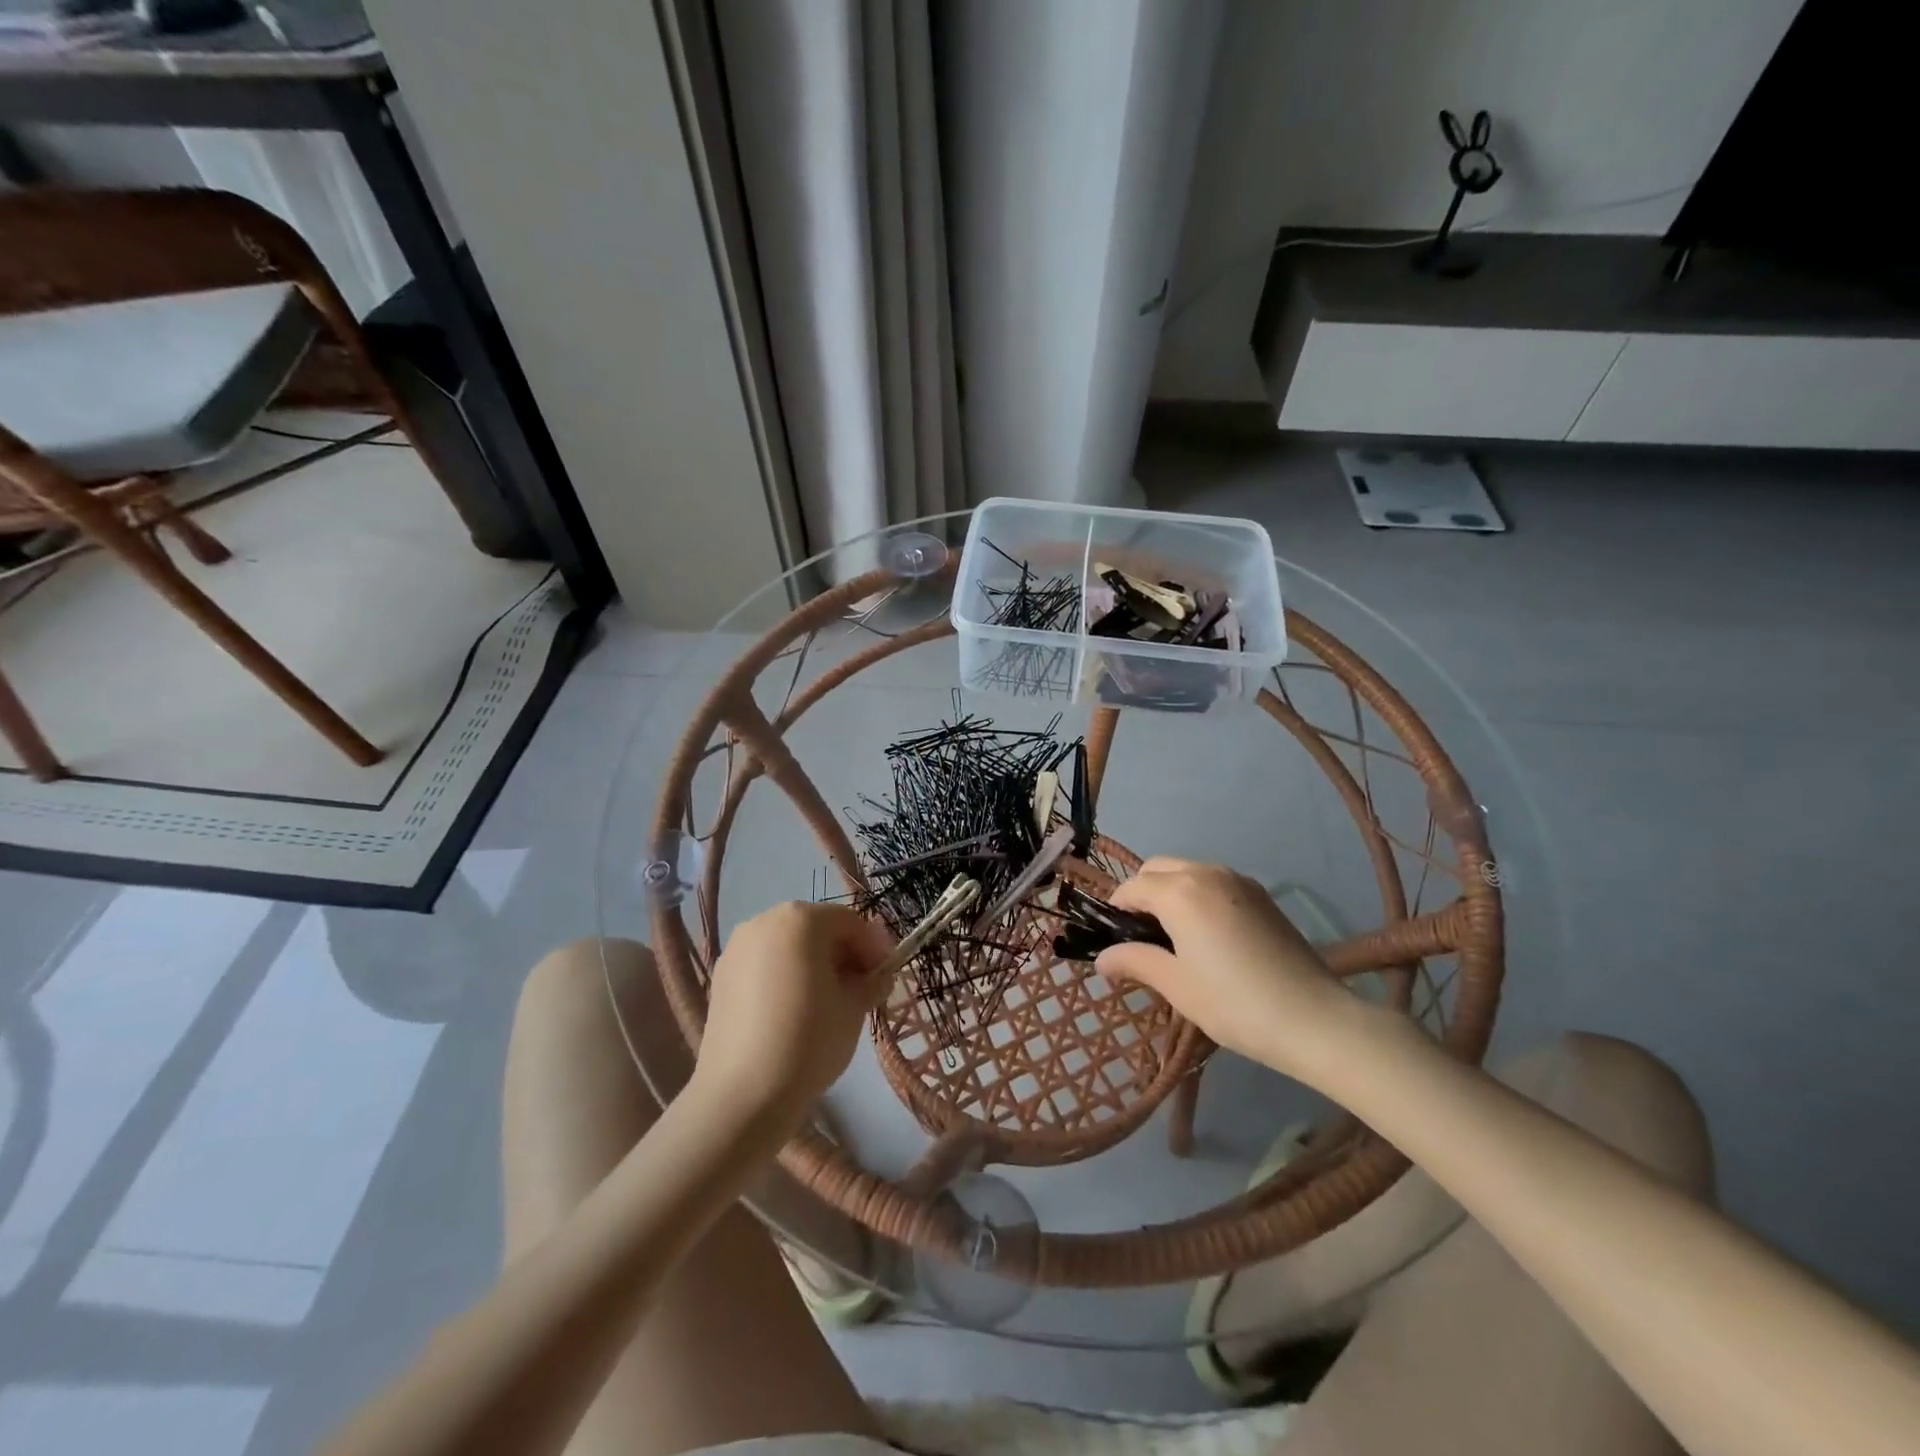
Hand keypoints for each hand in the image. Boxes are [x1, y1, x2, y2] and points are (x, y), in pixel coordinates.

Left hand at [694, 902, 891, 1127]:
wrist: (743, 1094)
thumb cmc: (809, 1040)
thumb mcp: (855, 1007)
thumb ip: (872, 979)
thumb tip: (875, 974)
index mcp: (801, 919)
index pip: (850, 922)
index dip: (873, 948)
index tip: (885, 978)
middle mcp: (764, 920)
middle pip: (816, 929)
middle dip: (843, 954)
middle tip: (861, 990)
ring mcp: (737, 948)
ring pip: (789, 946)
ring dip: (814, 965)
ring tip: (827, 1003)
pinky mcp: (720, 976)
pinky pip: (764, 965)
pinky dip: (785, 977)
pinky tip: (793, 1012)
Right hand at [1095, 858, 1370, 1082]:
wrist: (1314, 1018)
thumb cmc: (1234, 1003)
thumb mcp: (1176, 985)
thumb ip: (1135, 962)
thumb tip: (1101, 960)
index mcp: (1179, 892)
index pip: (1131, 888)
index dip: (1115, 911)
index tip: (1113, 942)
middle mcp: (1205, 872)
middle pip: (1157, 868)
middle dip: (1141, 894)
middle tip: (1141, 938)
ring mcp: (1238, 880)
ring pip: (1186, 871)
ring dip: (1169, 891)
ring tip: (1173, 936)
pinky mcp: (1260, 894)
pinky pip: (1213, 881)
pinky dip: (1197, 894)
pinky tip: (1206, 934)